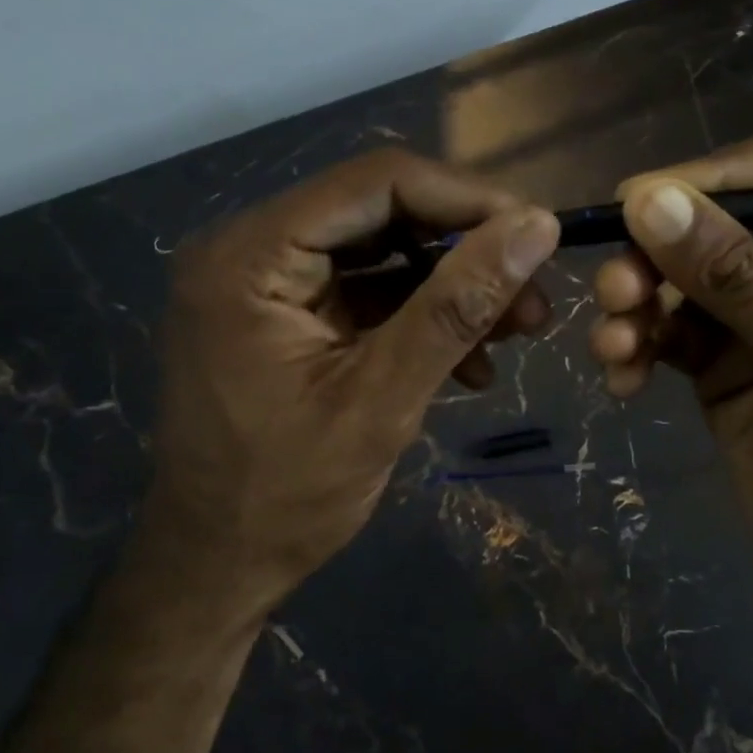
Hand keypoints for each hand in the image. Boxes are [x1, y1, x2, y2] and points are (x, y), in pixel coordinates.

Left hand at [150, 149, 559, 613]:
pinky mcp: (285, 315)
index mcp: (251, 255)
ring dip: (453, 287)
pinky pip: (366, 292)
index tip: (538, 234)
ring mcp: (266, 282)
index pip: (376, 183)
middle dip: (466, 250)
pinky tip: (470, 363)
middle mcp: (250, 248)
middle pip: (381, 212)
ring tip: (517, 331)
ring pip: (382, 252)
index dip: (466, 199)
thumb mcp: (382, 399)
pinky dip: (420, 317)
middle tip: (534, 296)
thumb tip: (537, 227)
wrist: (215, 569)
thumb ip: (458, 306)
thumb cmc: (285, 496)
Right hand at [587, 130, 752, 619]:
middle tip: (615, 287)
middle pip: (718, 223)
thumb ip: (736, 280)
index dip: (715, 174)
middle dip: (659, 253)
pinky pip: (664, 330)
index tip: (640, 197)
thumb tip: (650, 201)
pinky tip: (621, 378)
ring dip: (637, 303)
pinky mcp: (720, 360)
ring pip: (680, 277)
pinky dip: (635, 345)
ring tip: (614, 342)